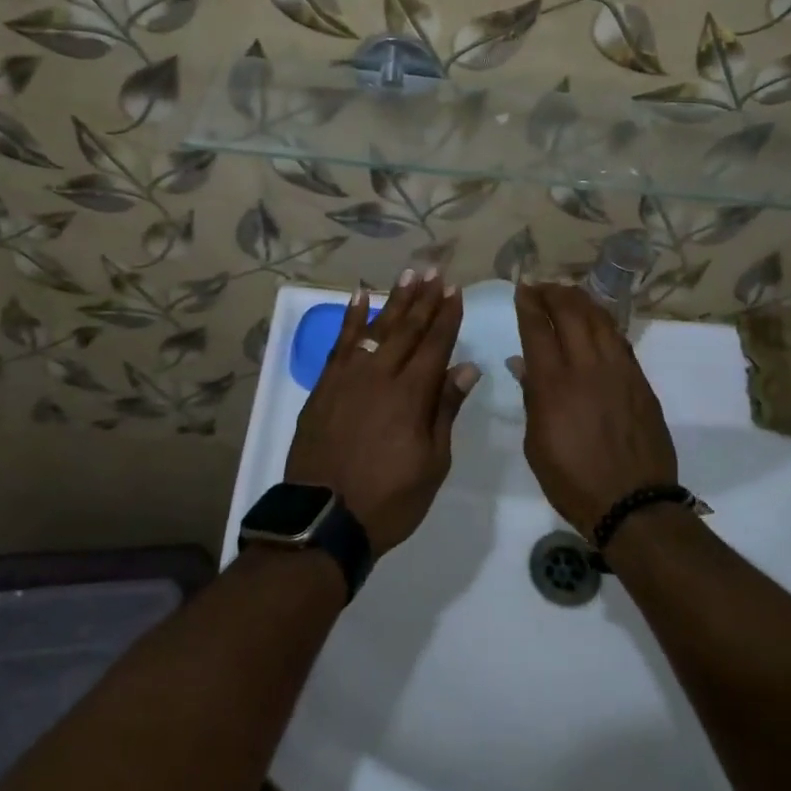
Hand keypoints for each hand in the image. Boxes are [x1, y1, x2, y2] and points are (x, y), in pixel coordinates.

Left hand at [285, 269, 478, 556]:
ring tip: (408, 273)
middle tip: (435, 271)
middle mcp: (381, 375)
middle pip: (408, 328)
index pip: (436, 345)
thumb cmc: (388, 499)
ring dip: (395, 299)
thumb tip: (466, 368)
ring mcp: (349, 377)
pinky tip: (359, 297)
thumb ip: (445, 410)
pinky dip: (351, 318)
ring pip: (377, 327)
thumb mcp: (432, 463)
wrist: (323, 519)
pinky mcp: (325, 385)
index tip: (456, 291)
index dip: (447, 317)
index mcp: (412, 395)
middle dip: (424, 298)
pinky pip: (340, 342)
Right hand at [514, 283, 677, 535]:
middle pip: (570, 312)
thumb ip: (532, 398)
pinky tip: (596, 322)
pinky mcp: (640, 380)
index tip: (522, 289)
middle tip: (542, 287)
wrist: (633, 504)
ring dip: (581, 301)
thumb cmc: (573, 481)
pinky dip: (604, 323)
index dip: (528, 303)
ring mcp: (618, 370)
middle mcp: (587, 367)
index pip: (537, 328)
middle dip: (553, 293)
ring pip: (599, 319)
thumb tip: (524, 364)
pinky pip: (619, 339)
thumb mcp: (536, 445)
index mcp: (554, 384)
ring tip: (568, 295)